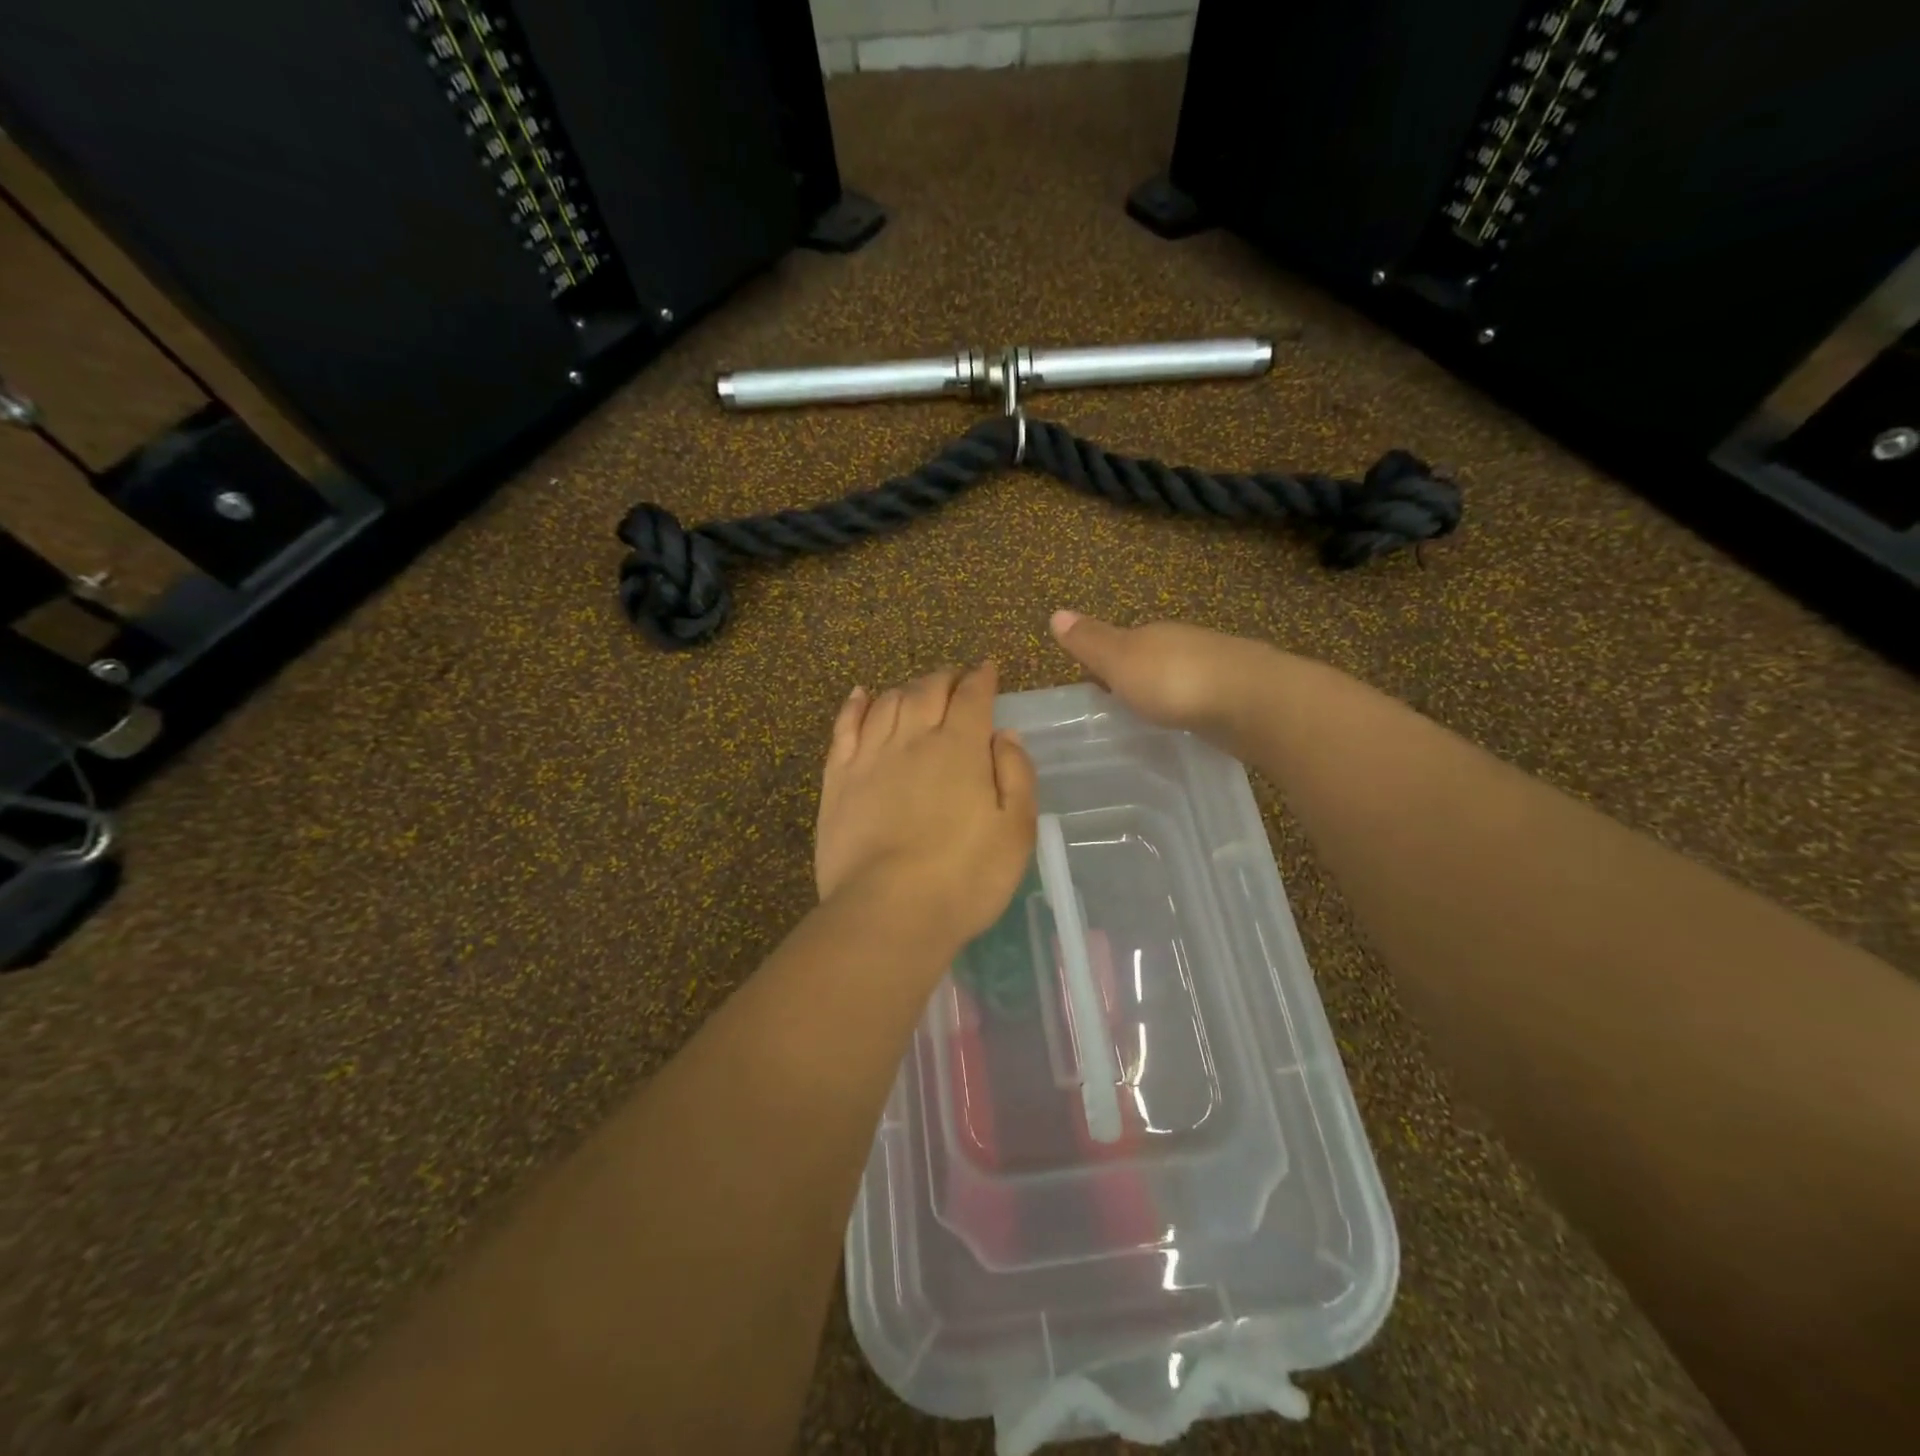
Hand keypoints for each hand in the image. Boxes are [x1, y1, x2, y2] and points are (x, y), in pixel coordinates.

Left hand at [816, 661, 1037, 951]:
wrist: (889, 911)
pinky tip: (861, 695)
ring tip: (917, 691)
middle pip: (927, 690)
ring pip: (887, 702)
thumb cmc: (965, 877)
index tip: (987, 668)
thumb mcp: (1016, 830)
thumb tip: (1004, 734)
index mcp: (960, 748)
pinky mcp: (838, 778)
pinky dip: (855, 705)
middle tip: (955, 679)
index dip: (981, 678)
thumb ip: (1015, 774)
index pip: (972, 696)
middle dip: (945, 677)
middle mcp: (914, 739)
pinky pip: (844, 727)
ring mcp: (870, 756)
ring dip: (906, 688)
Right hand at [1048, 610, 1272, 740]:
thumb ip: (1090, 642)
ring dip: (1166, 693)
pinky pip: (1204, 699)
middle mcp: (1184, 644)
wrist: (1252, 701)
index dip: (1104, 662)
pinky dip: (1191, 708)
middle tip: (1119, 707)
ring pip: (1180, 677)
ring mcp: (1216, 668)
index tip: (1092, 686)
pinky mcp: (1239, 695)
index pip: (1121, 643)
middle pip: (1152, 658)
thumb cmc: (1174, 681)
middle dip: (1136, 677)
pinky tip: (1188, 725)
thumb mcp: (1119, 661)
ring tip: (1151, 719)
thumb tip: (1055, 613)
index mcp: (1152, 634)